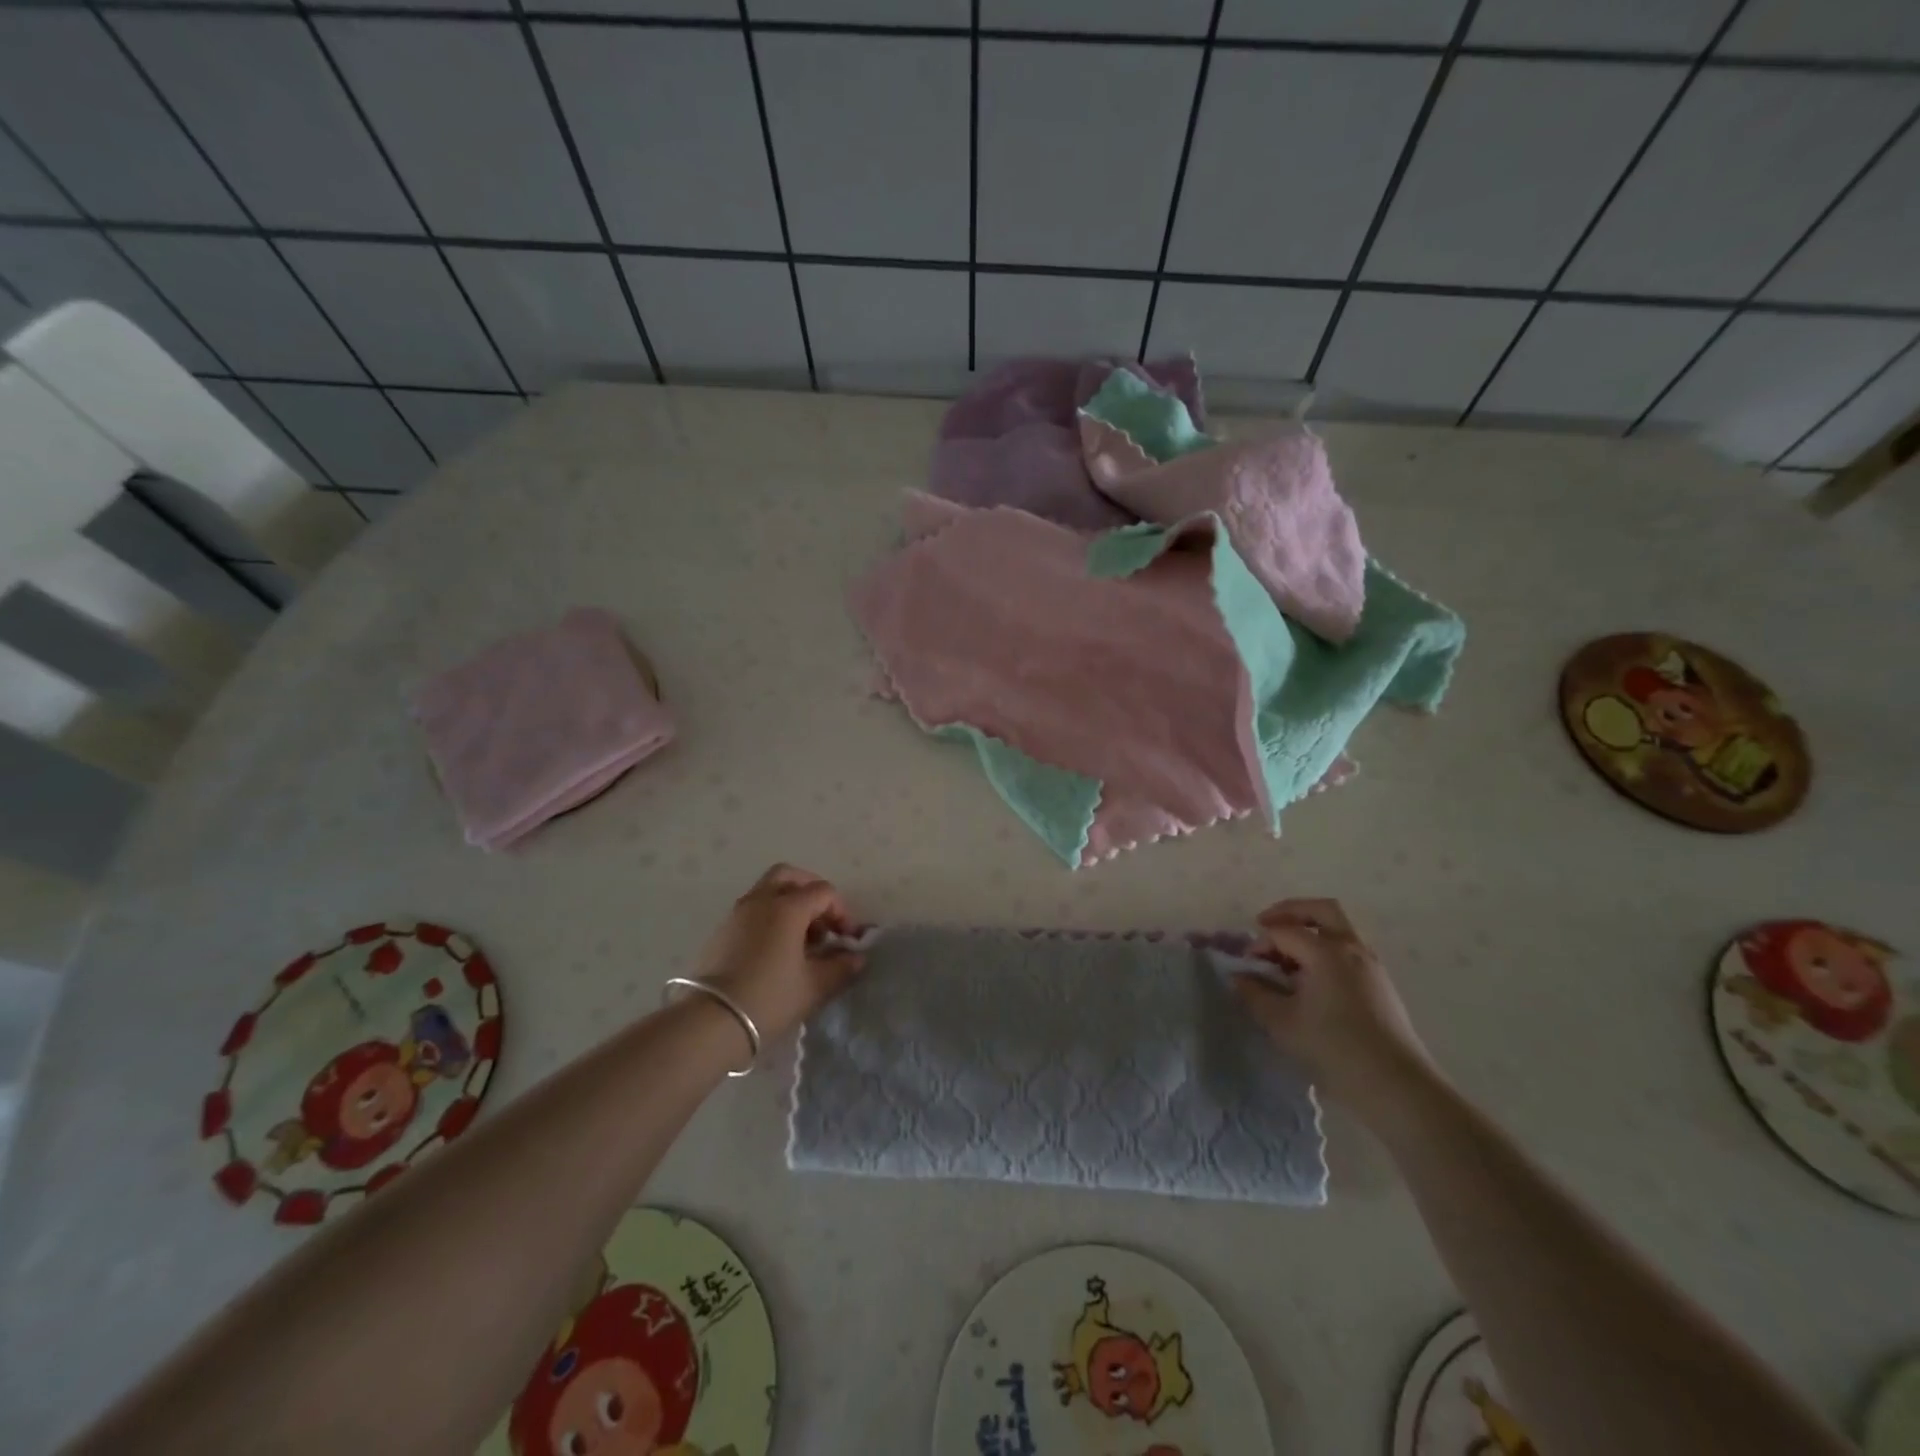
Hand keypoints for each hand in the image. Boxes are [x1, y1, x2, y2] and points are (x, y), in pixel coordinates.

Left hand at [693, 864, 865, 1042]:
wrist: (712, 1022)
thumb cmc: (770, 998)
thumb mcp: (814, 986)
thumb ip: (840, 967)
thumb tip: (856, 957)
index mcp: (788, 906)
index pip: (824, 892)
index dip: (842, 912)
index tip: (847, 939)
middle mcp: (761, 900)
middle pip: (790, 876)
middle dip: (811, 891)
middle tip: (822, 920)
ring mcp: (737, 913)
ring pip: (768, 890)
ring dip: (789, 903)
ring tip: (801, 939)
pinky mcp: (722, 930)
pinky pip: (752, 909)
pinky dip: (769, 916)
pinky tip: (776, 949)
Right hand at [1231, 898, 1441, 1119]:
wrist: (1396, 1086)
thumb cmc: (1333, 1049)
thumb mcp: (1282, 1023)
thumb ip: (1255, 994)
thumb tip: (1239, 977)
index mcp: (1325, 952)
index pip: (1283, 931)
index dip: (1259, 943)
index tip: (1246, 964)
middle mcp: (1351, 948)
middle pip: (1320, 910)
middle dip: (1289, 912)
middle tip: (1266, 927)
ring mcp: (1370, 964)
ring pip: (1338, 929)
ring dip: (1309, 932)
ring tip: (1287, 960)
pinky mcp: (1380, 983)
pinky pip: (1348, 951)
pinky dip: (1325, 951)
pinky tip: (1311, 980)